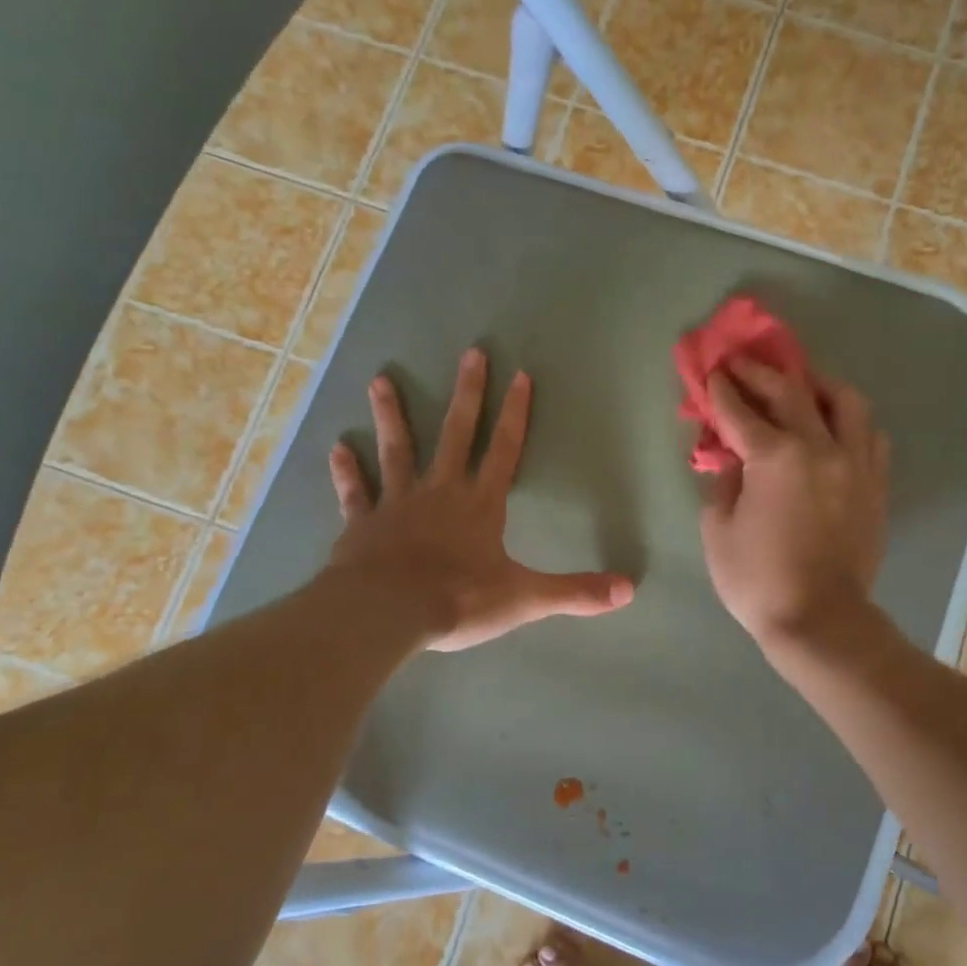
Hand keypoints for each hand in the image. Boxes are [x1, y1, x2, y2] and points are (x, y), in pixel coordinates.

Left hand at [326, 348, 634, 651]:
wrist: (386, 613)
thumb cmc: (457, 600)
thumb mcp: (524, 598)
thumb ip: (575, 592)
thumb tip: (629, 590)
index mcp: (480, 505)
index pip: (504, 451)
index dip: (516, 415)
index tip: (520, 376)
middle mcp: (440, 492)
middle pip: (456, 434)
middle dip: (467, 394)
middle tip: (471, 353)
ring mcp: (397, 503)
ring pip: (397, 450)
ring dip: (391, 416)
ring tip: (380, 380)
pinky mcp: (362, 523)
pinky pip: (354, 493)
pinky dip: (346, 472)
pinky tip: (337, 447)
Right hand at [697, 359, 889, 647]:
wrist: (820, 620)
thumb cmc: (758, 580)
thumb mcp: (718, 531)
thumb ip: (724, 483)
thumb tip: (733, 461)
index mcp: (775, 458)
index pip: (741, 411)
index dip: (722, 389)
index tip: (711, 372)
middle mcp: (820, 448)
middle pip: (791, 392)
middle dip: (761, 372)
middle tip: (743, 363)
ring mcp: (855, 464)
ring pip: (845, 402)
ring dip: (818, 385)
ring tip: (802, 386)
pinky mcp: (875, 485)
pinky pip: (870, 436)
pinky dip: (850, 423)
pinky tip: (835, 428)